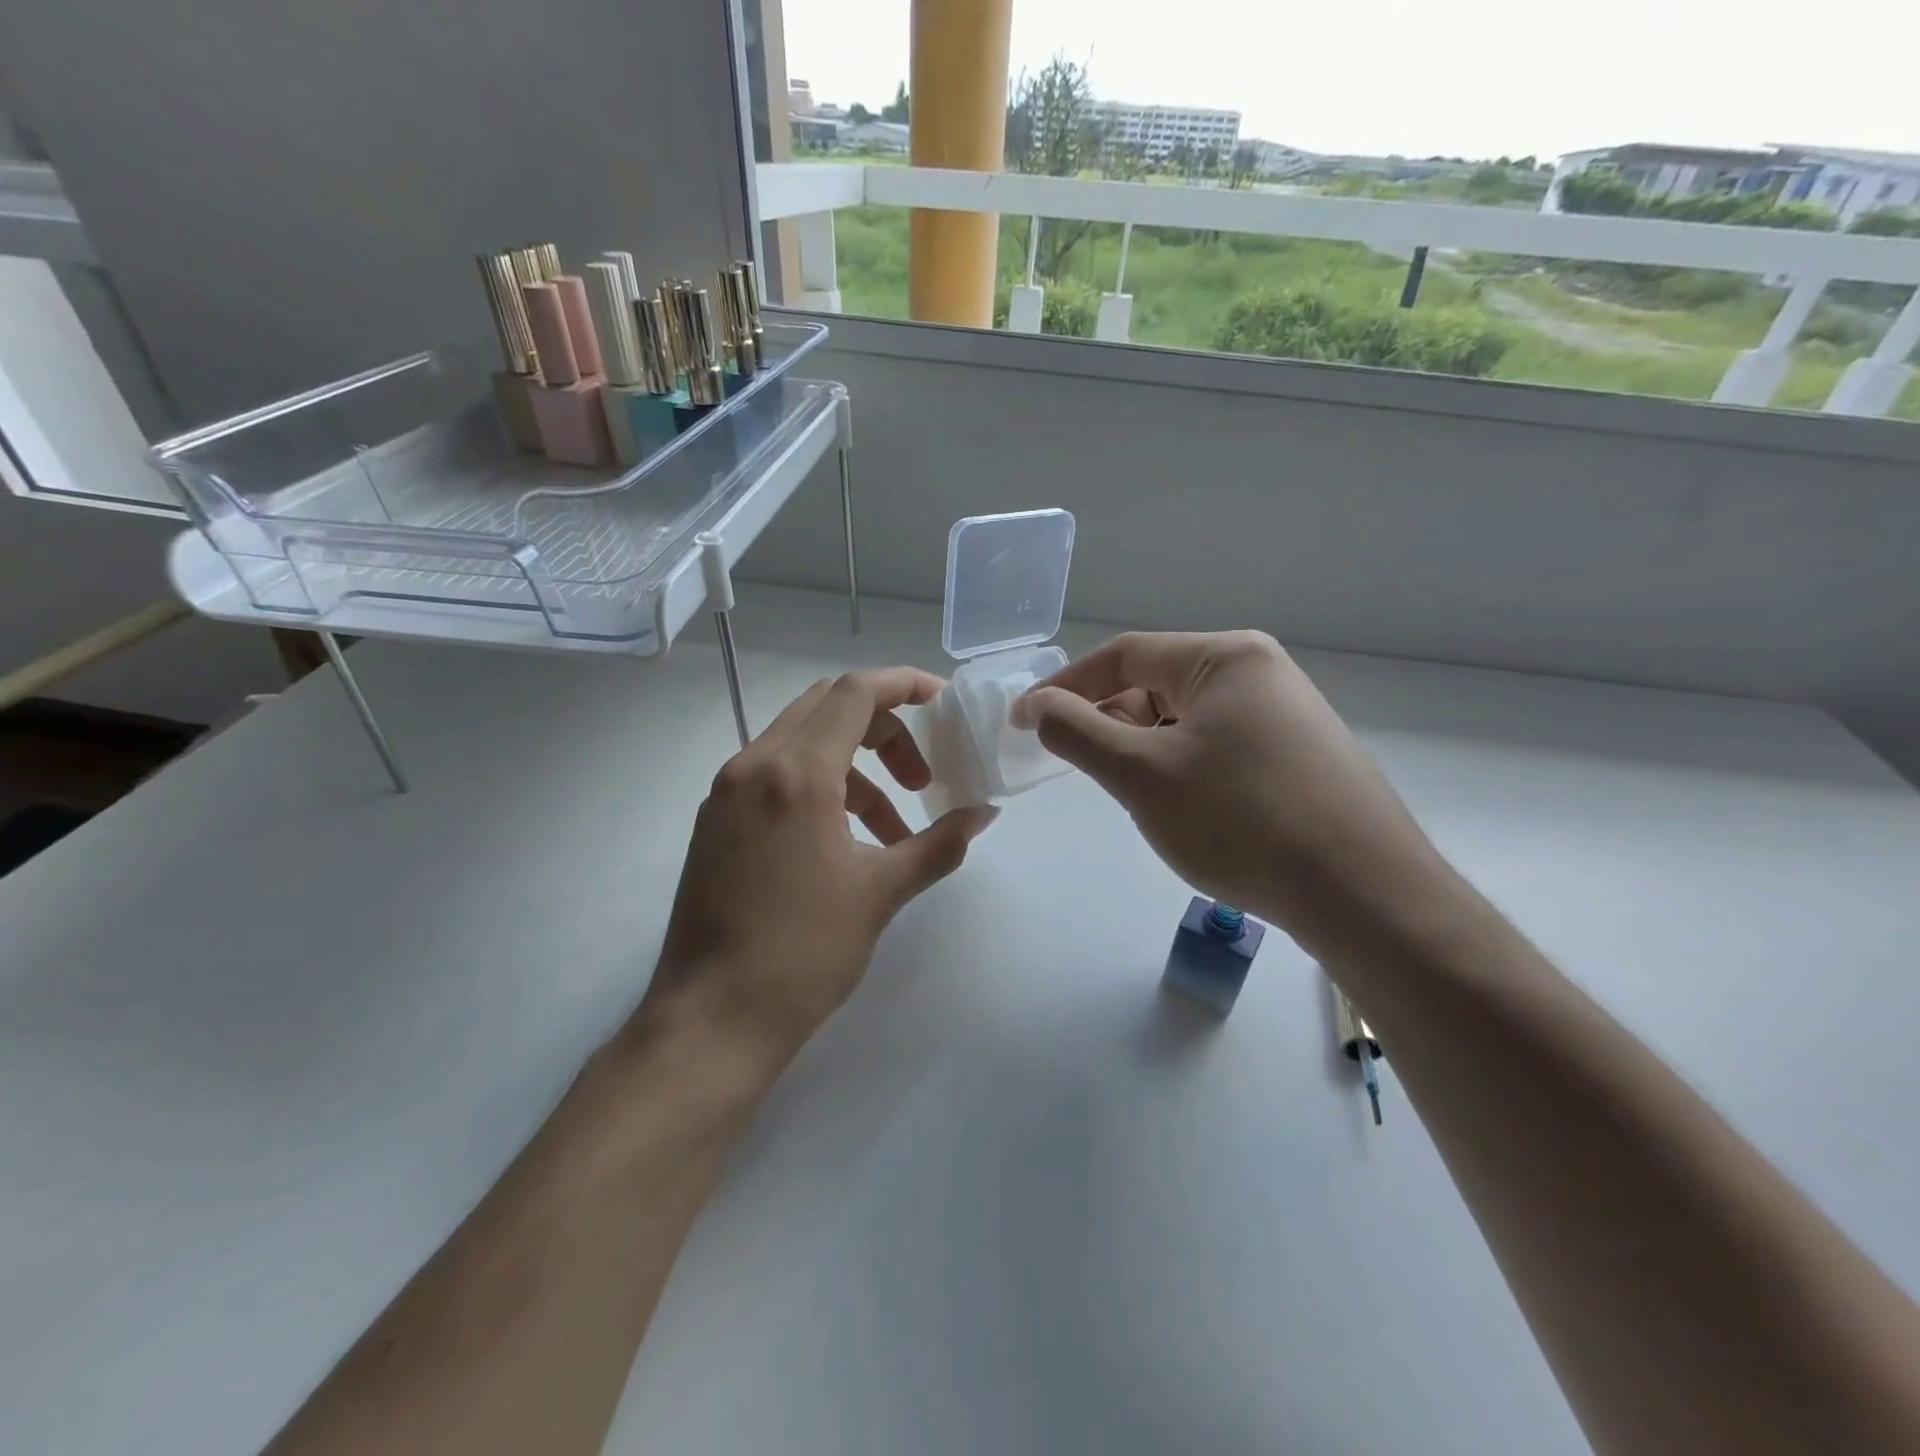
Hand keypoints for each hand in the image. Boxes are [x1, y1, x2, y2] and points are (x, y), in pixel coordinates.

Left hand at [635, 668, 997, 1083]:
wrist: (711, 1021)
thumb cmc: (803, 952)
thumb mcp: (881, 892)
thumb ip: (940, 843)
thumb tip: (984, 814)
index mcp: (795, 774)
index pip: (855, 693)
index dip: (905, 685)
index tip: (944, 703)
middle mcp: (753, 766)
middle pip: (827, 707)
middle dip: (885, 728)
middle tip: (921, 774)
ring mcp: (726, 793)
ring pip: (802, 743)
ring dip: (856, 768)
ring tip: (893, 829)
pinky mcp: (716, 822)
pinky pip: (776, 776)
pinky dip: (821, 788)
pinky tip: (847, 842)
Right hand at [1015, 631, 1446, 945]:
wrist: (1363, 894)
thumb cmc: (1241, 821)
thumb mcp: (1142, 775)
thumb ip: (1078, 733)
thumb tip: (1037, 706)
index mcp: (1225, 657)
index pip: (1123, 655)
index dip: (1065, 687)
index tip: (1024, 723)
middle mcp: (1259, 672)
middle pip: (1156, 685)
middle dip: (1109, 724)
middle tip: (1083, 770)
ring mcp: (1285, 715)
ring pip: (1185, 721)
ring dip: (1145, 751)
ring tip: (1138, 798)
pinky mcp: (1298, 756)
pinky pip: (1217, 747)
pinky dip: (1182, 769)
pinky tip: (1185, 811)